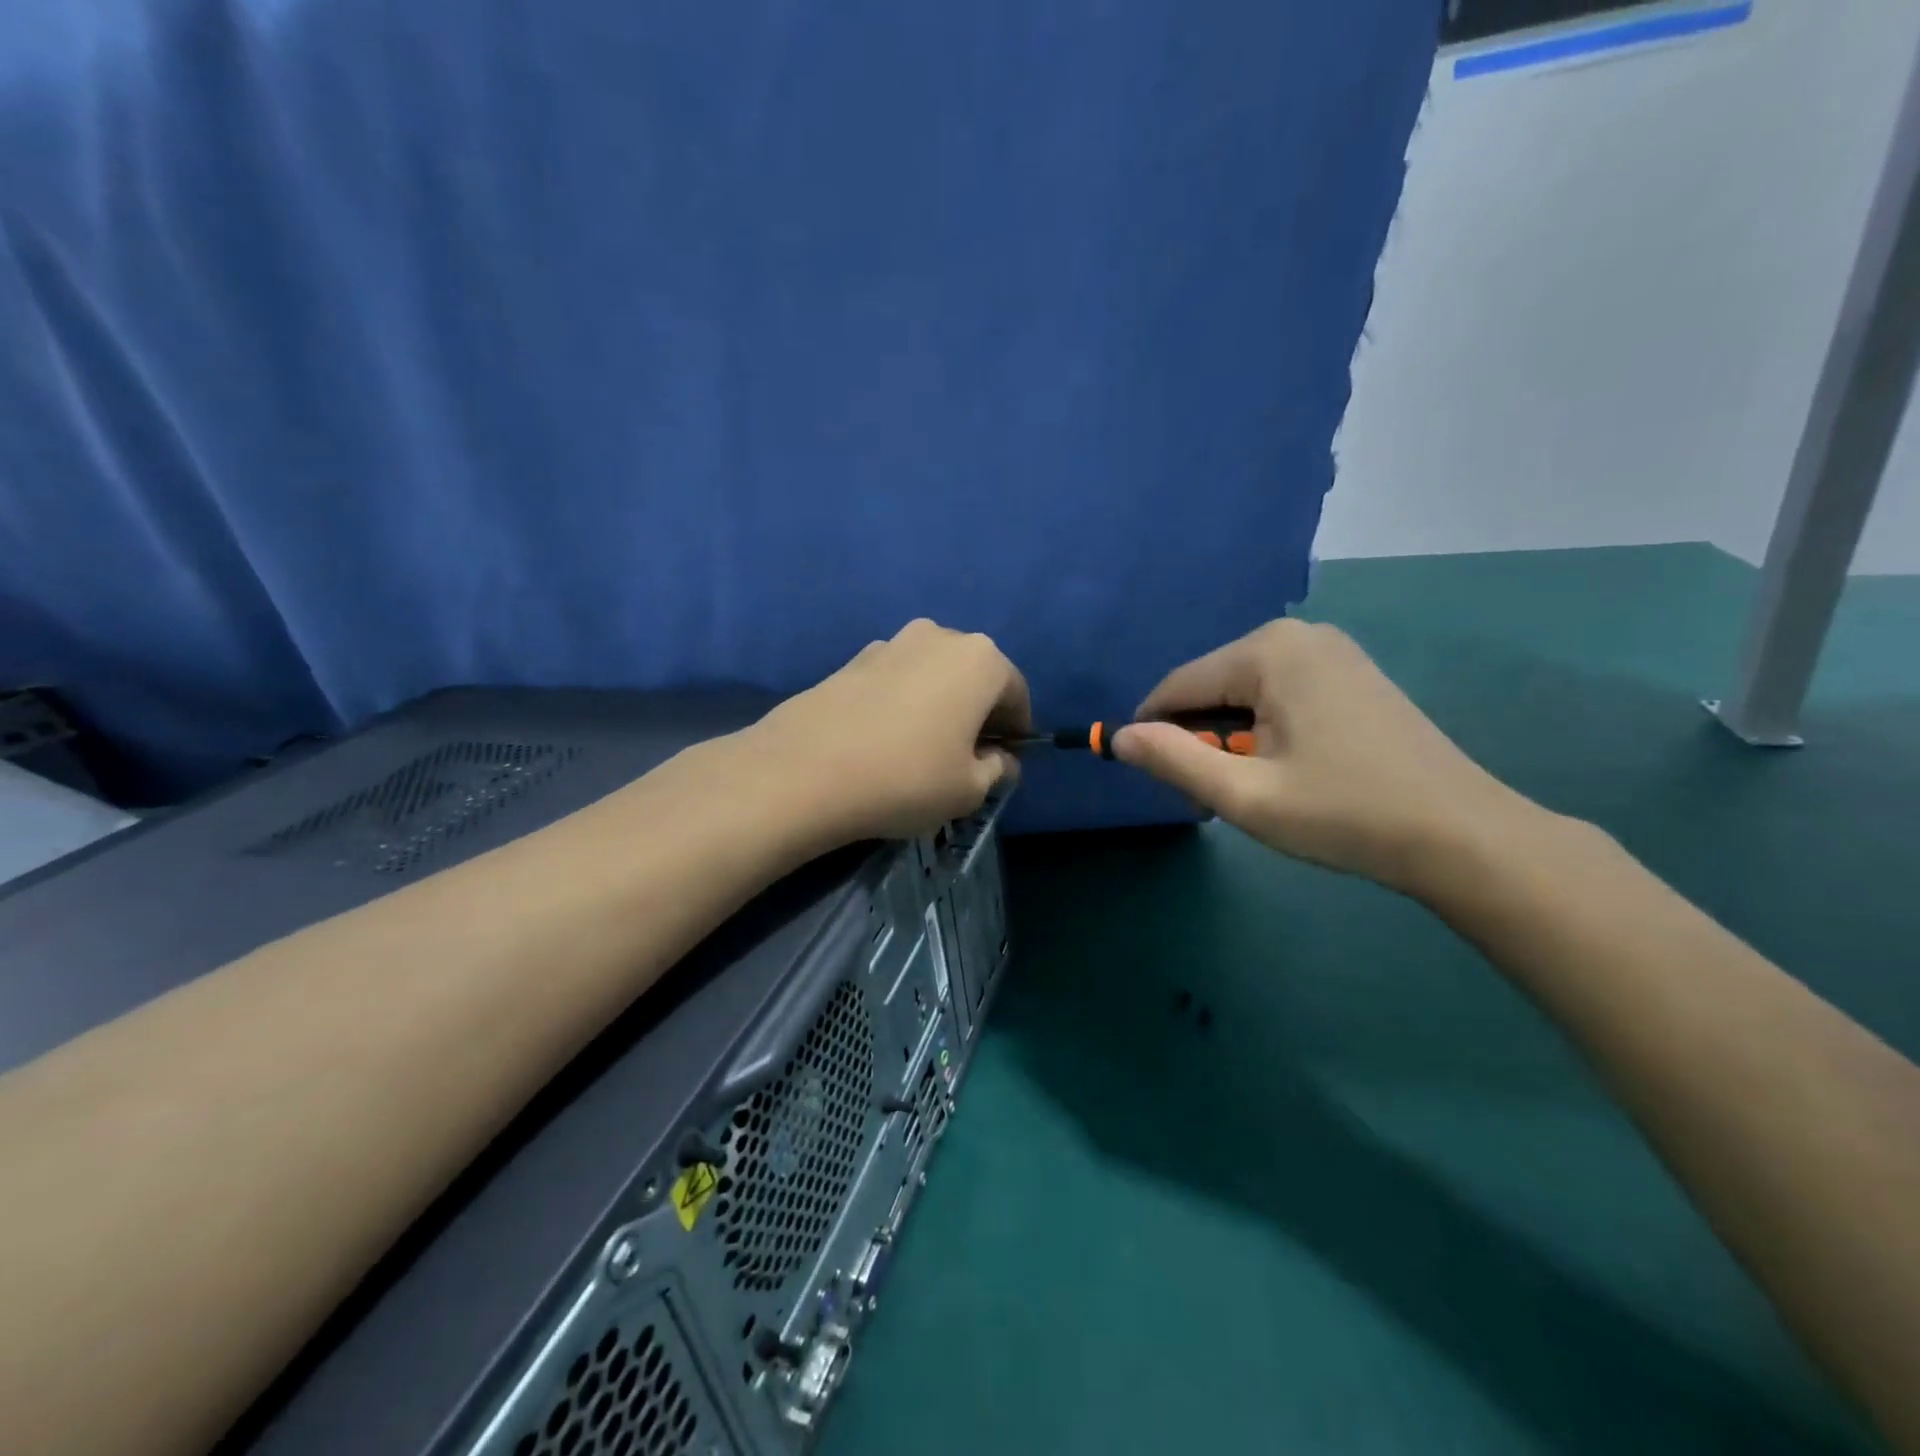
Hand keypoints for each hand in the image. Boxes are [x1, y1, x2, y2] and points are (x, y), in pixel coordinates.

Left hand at [749, 619, 1031, 843]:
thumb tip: (1000, 760)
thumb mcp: (969, 789)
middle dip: (978, 712)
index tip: (1008, 762)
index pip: (1016, 693)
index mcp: (980, 659)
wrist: (805, 771)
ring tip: (922, 749)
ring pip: (932, 675)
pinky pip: (895, 680)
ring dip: (939, 704)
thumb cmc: (907, 778)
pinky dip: (902, 703)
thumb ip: (998, 770)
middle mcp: (939, 636)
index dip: (1017, 731)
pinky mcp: (851, 659)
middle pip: (974, 677)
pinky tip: (884, 740)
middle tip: (967, 756)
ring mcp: (890, 643)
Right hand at [1113, 619, 1536, 896]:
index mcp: (1267, 651)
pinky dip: (1264, 731)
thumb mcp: (1244, 796)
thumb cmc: (1345, 813)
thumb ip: (1173, 762)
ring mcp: (1330, 651)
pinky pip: (1278, 695)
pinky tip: (1287, 771)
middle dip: (1200, 741)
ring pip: (1243, 694)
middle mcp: (1297, 635)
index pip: (1177, 687)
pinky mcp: (1350, 674)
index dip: (1153, 735)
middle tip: (1216, 801)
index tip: (1162, 784)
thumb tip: (1118, 738)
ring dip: (1231, 741)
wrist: (1461, 836)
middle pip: (1211, 688)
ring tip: (1254, 791)